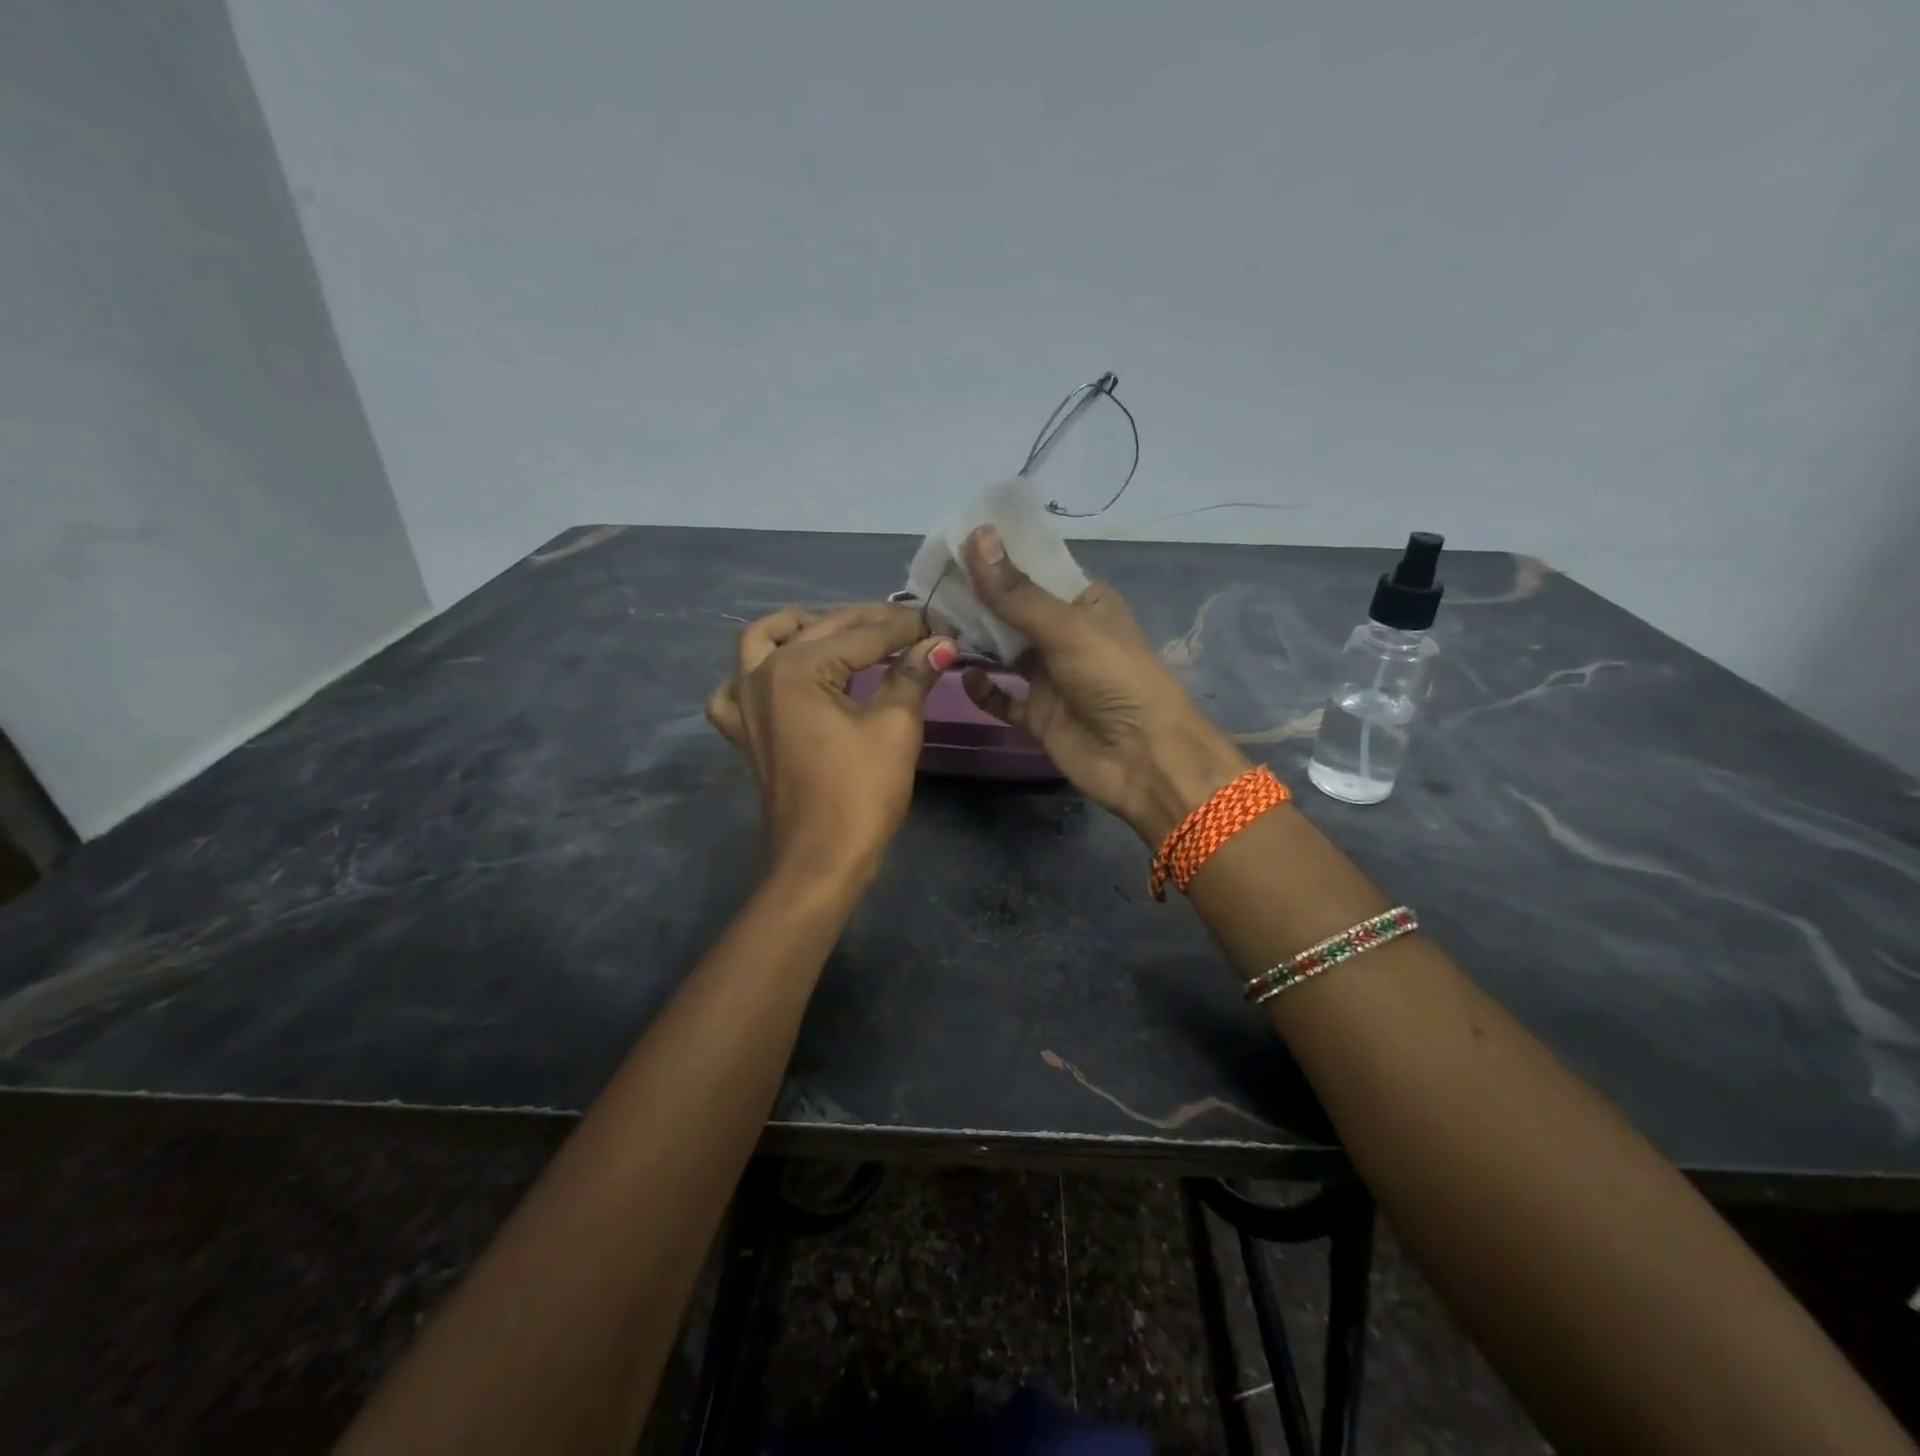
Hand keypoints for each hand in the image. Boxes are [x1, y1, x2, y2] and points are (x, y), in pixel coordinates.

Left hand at [707, 604, 954, 882]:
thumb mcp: (895, 728)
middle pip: (820, 630)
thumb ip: (913, 676)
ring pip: (764, 641)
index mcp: (797, 668)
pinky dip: (755, 671)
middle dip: (869, 623)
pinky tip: (781, 675)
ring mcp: (744, 703)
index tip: (941, 623)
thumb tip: (939, 643)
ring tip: (840, 632)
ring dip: (802, 628)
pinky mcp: (742, 731)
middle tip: (912, 627)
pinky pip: (735, 687)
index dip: (907, 627)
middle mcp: (761, 674)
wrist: (820, 860)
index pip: (863, 634)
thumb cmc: (860, 794)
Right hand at [958, 527, 1248, 843]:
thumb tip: (975, 535)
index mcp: (1084, 602)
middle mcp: (1064, 634)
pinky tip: (963, 677)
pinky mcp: (1038, 715)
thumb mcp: (1065, 627)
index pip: (1034, 569)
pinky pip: (1003, 698)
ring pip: (1003, 652)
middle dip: (975, 599)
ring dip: (974, 641)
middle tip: (926, 584)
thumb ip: (1015, 592)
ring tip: (931, 625)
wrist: (1143, 758)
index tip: (950, 542)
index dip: (996, 556)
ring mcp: (1050, 677)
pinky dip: (983, 689)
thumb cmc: (1114, 678)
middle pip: (1012, 610)